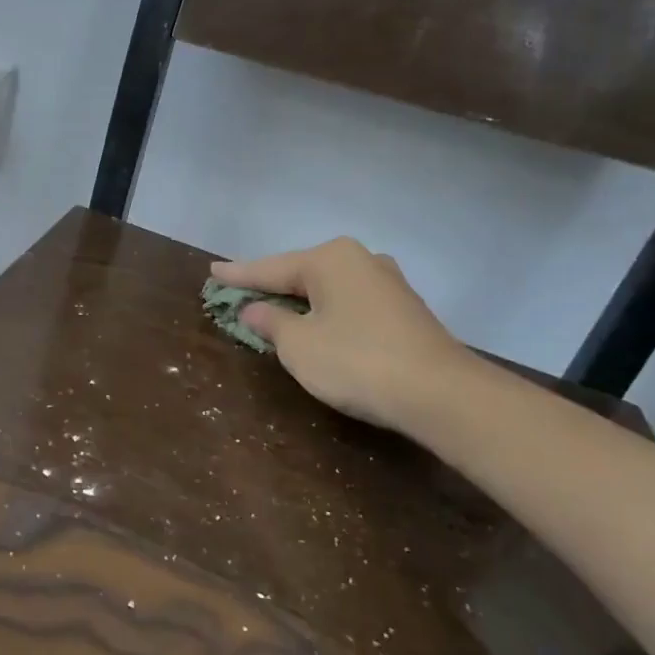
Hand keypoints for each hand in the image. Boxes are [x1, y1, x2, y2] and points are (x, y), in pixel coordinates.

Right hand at [210, 239, 471, 432]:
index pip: (270, 268)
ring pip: (328, 289)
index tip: (212, 272)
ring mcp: (387, 283)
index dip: (238, 275)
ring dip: (301, 302)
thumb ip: (271, 322)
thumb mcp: (298, 345)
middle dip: (271, 286)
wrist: (441, 394)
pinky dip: (326, 313)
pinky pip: (349, 304)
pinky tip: (317, 326)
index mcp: (329, 259)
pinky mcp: (405, 310)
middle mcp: (360, 260)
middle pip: (301, 274)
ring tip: (274, 309)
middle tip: (240, 291)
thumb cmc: (356, 362)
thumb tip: (255, 309)